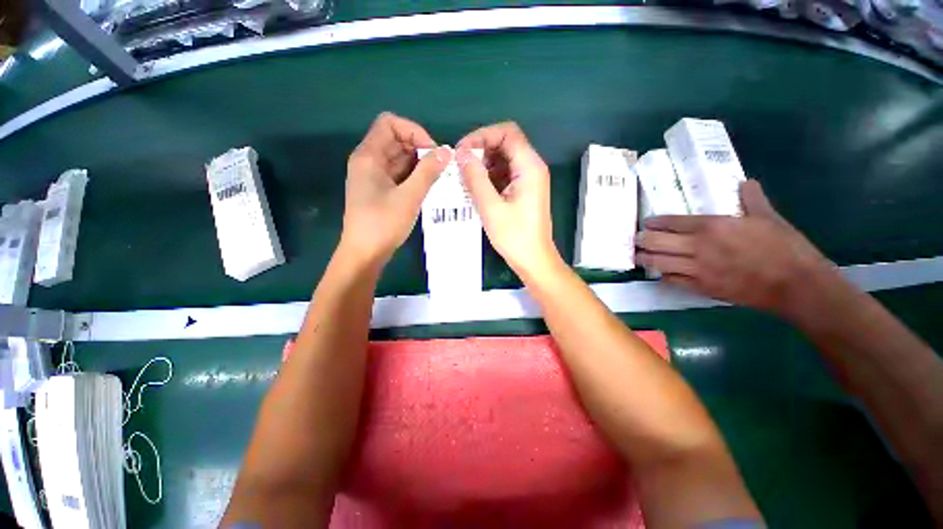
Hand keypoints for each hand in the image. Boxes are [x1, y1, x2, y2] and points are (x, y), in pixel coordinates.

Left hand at [341, 112, 451, 264]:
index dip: (414, 132)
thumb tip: (446, 151)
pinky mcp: (380, 190)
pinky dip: (414, 177)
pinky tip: (428, 188)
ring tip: (439, 179)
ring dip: (419, 165)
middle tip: (440, 168)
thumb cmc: (383, 224)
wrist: (364, 254)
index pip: (390, 124)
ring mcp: (374, 177)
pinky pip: (399, 175)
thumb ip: (428, 172)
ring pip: (399, 159)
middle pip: (396, 140)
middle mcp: (369, 161)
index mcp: (369, 156)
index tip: (432, 152)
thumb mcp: (409, 197)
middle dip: (420, 149)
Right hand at [455, 122, 560, 278]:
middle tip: (460, 167)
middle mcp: (532, 168)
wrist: (534, 260)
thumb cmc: (515, 236)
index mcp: (529, 166)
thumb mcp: (491, 207)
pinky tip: (475, 189)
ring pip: (503, 160)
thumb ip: (475, 178)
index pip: (507, 132)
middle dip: (481, 150)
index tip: (462, 151)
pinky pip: (504, 175)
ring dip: (483, 165)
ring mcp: (529, 180)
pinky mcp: (523, 191)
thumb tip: (461, 154)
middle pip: (505, 143)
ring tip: (464, 179)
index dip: (482, 135)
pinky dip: (489, 177)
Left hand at [636, 180, 837, 317]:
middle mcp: (698, 247)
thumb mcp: (768, 217)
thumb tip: (744, 182)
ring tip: (638, 256)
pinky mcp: (701, 288)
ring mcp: (697, 269)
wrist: (795, 284)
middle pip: (657, 242)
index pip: (672, 222)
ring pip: (659, 262)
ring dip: (645, 258)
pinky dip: (663, 275)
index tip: (646, 222)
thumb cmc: (784, 247)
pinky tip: (659, 272)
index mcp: (713, 226)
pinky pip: (672, 280)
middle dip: (642, 240)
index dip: (655, 222)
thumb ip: (752, 199)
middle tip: (635, 239)